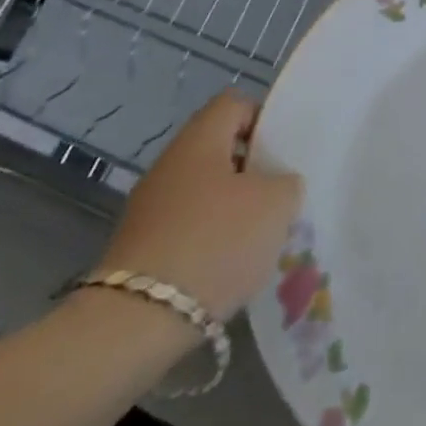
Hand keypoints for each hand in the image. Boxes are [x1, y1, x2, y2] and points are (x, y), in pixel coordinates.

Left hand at [96, 89, 302, 317]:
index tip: (284, 153)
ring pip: (205, 191)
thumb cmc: (217, 242)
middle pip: (219, 150)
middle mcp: (169, 164)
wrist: (139, 320)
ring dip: (234, 208)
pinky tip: (229, 266)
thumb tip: (276, 184)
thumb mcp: (276, 204)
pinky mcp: (141, 248)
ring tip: (260, 237)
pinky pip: (188, 227)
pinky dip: (211, 239)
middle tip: (280, 197)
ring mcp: (150, 207)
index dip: (263, 120)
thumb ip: (286, 182)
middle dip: (252, 171)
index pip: (234, 104)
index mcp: (200, 140)